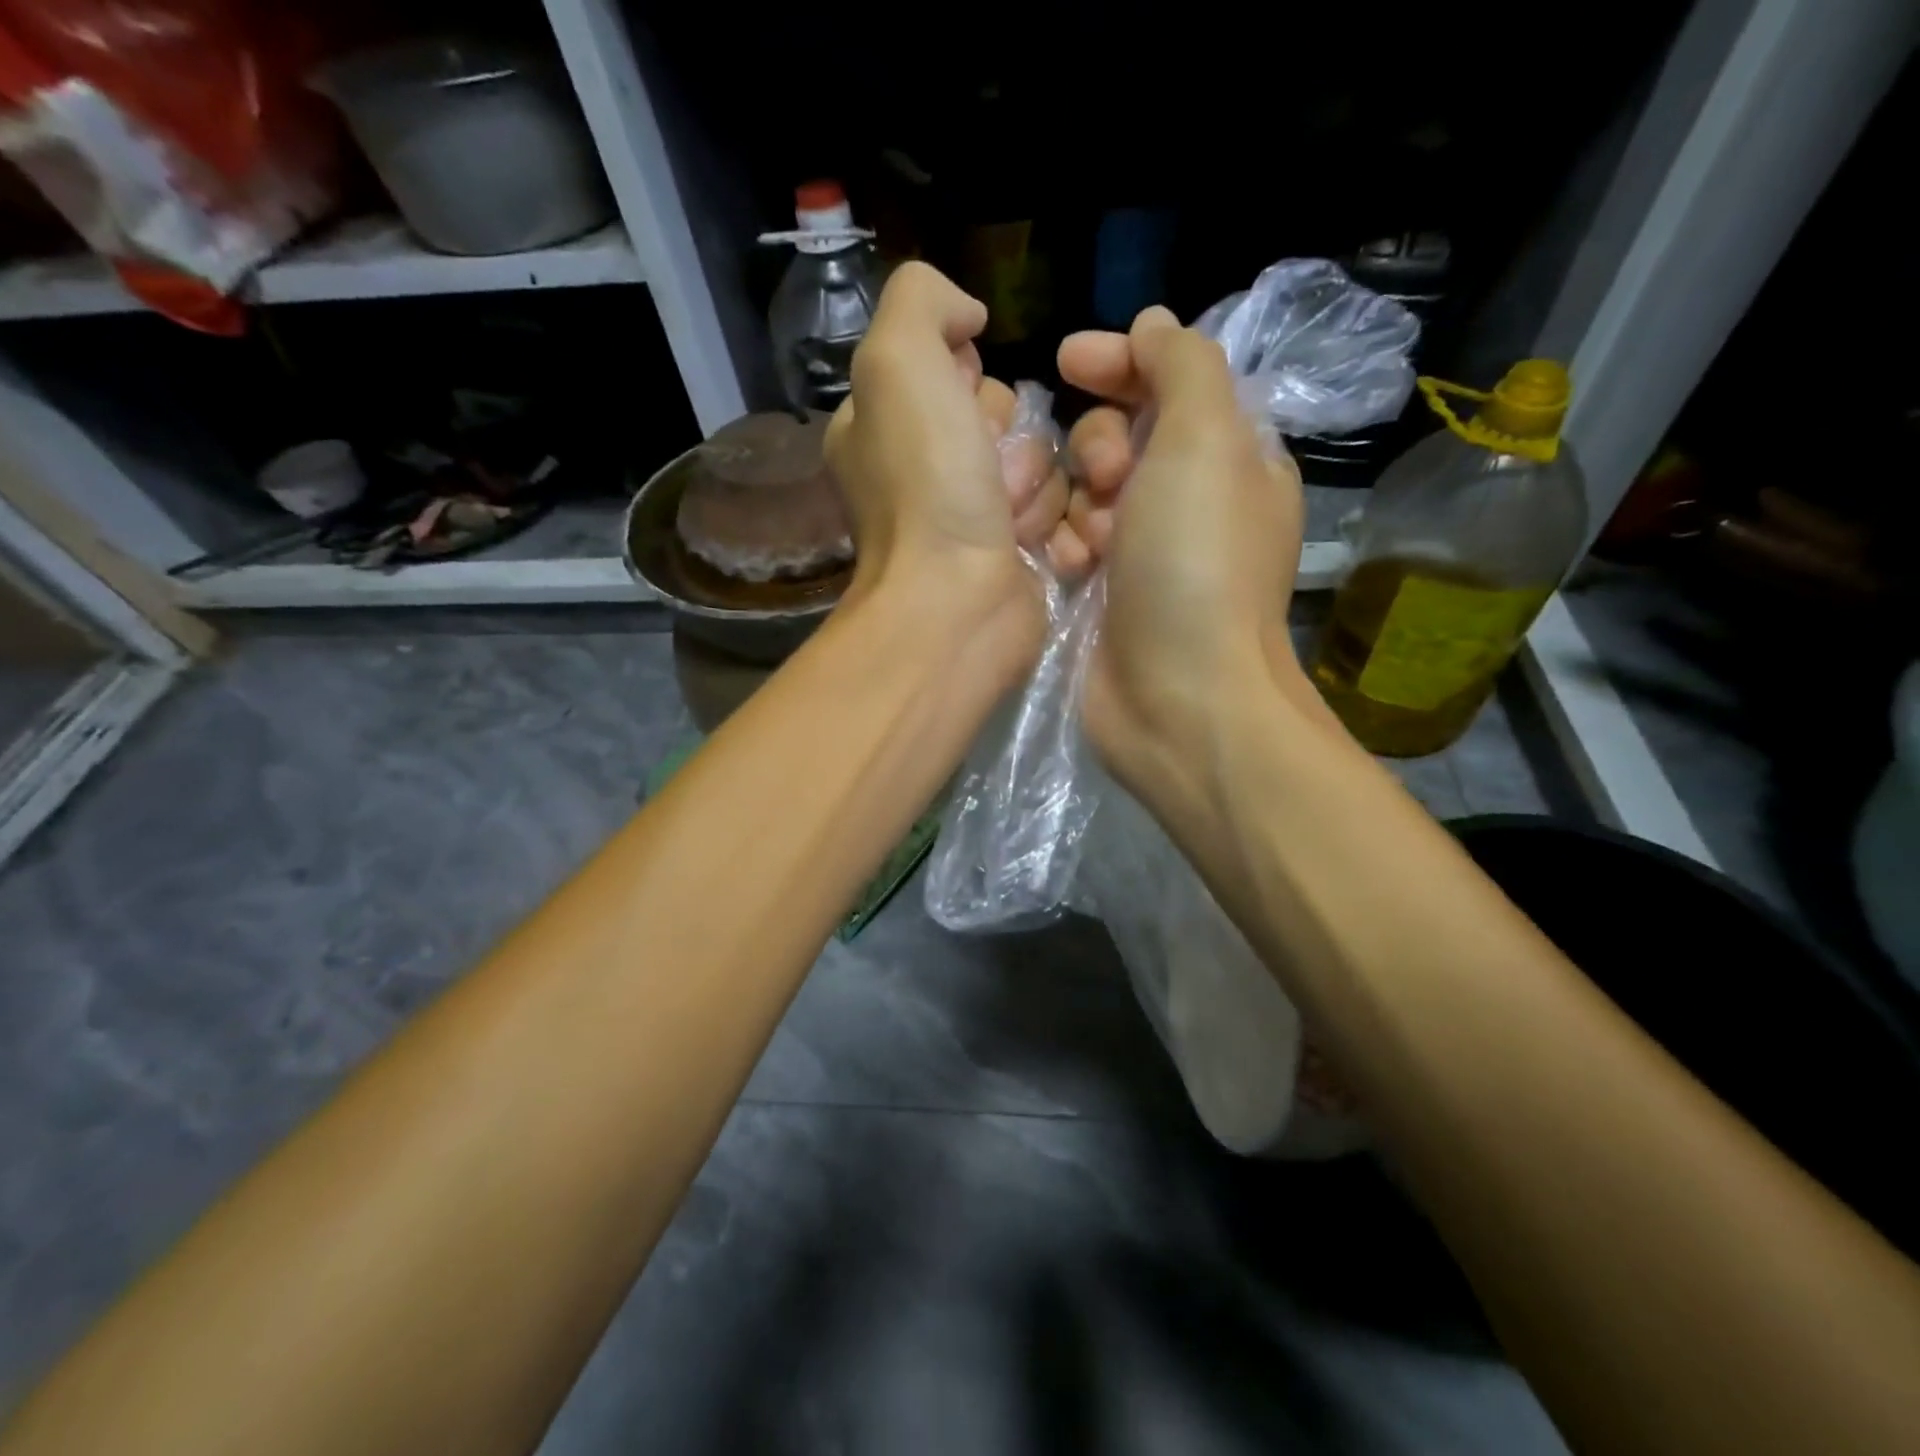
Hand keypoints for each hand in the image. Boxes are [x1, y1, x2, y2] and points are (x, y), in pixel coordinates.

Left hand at [825, 263, 1068, 665]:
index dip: (969, 381)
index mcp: (884, 427)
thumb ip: (922, 301)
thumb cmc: (926, 487)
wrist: (958, 604)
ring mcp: (970, 520)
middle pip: (1005, 416)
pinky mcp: (1014, 557)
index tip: (960, 411)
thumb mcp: (898, 362)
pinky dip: (1055, 524)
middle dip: (1009, 439)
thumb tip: (968, 317)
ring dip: (1036, 487)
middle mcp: (924, 472)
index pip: (953, 369)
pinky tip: (1033, 547)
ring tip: (1010, 523)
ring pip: (1041, 464)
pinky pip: (1060, 512)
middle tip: (989, 478)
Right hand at [1056, 306, 1310, 819]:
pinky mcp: (1103, 598)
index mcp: (1228, 458)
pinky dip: (1065, 550)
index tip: (1067, 360)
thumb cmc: (1196, 564)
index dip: (1119, 363)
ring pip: (1081, 494)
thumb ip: (1182, 367)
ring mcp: (1142, 555)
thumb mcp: (1206, 441)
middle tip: (1107, 482)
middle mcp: (1187, 502)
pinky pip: (1066, 546)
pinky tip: (1069, 572)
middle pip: (1118, 437)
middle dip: (1099, 448)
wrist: (1177, 698)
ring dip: (1078, 506)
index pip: (1168, 383)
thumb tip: (1154, 325)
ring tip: (1090, 546)